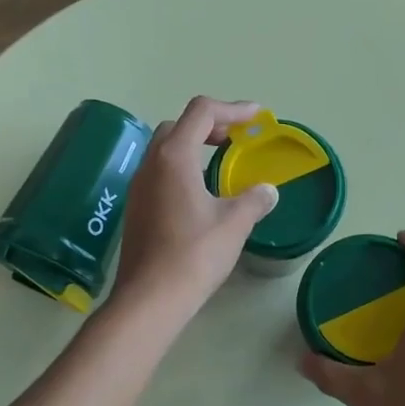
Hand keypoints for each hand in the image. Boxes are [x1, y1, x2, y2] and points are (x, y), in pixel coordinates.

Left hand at [111, 97, 278, 319]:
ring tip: (220, 162)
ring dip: (193, 147)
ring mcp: (138, 187)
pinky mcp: (136, 208)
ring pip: (165, 150)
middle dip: (209, 125)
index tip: (256, 116)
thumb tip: (268, 191)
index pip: (201, 112)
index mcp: (174, 157)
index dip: (232, 108)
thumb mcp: (234, 224)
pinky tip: (199, 194)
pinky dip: (182, 169)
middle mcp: (151, 164)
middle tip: (235, 139)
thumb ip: (254, 200)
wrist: (150, 297)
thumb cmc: (194, 254)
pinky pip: (159, 173)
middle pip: (178, 126)